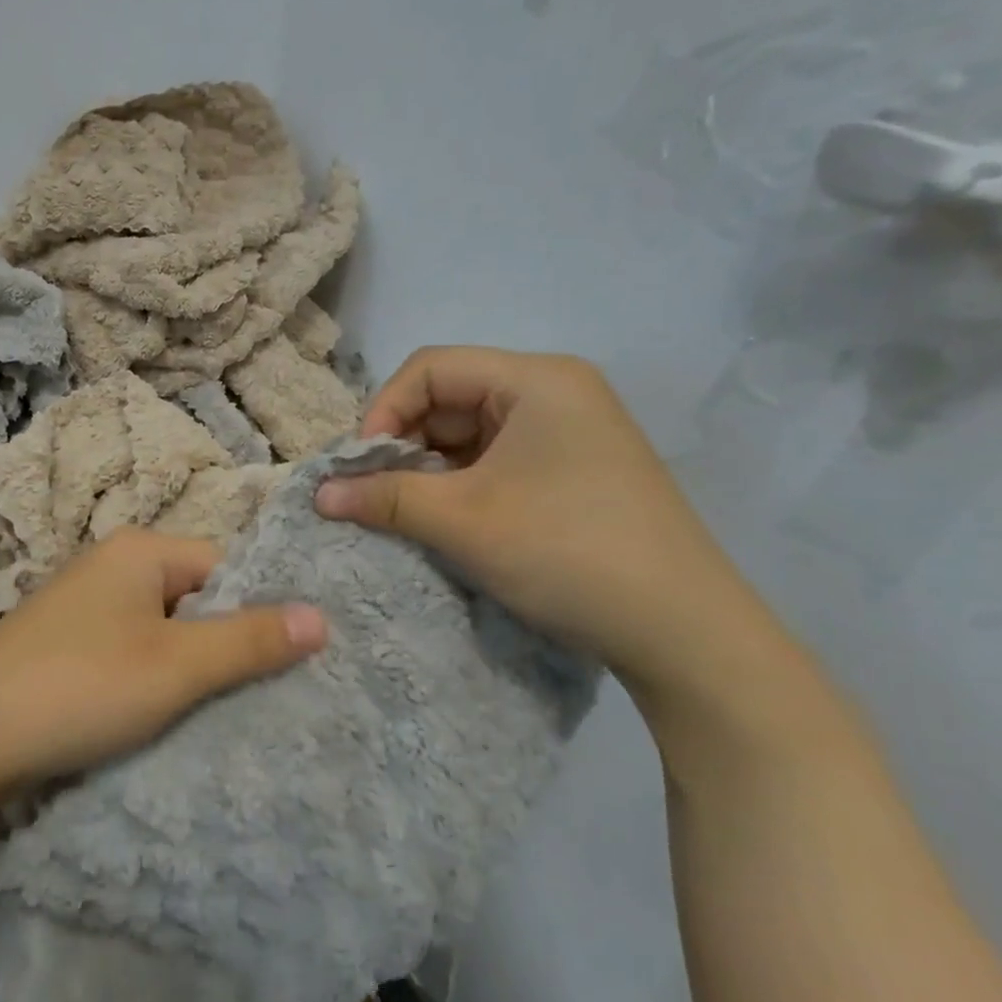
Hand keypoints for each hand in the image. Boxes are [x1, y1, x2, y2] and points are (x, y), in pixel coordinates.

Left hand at [0, 529, 328, 798]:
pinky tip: (158, 716)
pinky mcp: (63, 645)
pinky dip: (149, 679)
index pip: (226, 566)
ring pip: (162, 630)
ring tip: (213, 713)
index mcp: (139, 550)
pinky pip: (128, 652)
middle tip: (257, 696)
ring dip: (187, 668)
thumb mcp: (176, 666)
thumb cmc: (80, 686)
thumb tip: (322, 616)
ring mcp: (82, 606)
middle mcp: (110, 566)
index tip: (284, 664)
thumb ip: (249, 640)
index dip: (256, 612)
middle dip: (223, 644)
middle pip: (194, 598)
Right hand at [314, 346, 759, 684]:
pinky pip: (496, 461)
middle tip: (373, 495)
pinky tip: (447, 522)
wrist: (683, 632)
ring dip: (428, 470)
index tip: (359, 469)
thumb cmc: (567, 552)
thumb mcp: (462, 521)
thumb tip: (318, 492)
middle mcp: (555, 393)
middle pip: (449, 398)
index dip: (382, 412)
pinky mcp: (574, 472)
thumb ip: (383, 496)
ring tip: (405, 513)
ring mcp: (569, 433)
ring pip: (470, 434)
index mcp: (536, 379)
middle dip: (403, 445)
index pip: (429, 369)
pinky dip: (461, 486)